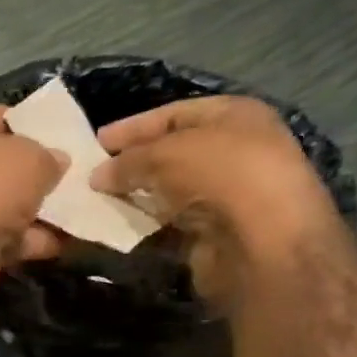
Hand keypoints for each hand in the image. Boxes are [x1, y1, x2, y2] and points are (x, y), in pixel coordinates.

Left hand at [0, 105, 67, 301]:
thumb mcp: (31, 157)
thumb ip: (49, 156)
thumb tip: (57, 161)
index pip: (1, 117)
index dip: (34, 123)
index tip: (66, 135)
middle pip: (6, 165)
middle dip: (41, 173)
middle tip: (81, 176)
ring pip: (10, 204)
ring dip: (43, 210)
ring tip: (84, 209)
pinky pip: (9, 237)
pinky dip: (36, 240)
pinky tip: (71, 241)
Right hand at [92, 96, 341, 307]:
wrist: (263, 243)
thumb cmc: (220, 176)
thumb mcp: (165, 153)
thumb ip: (127, 161)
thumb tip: (98, 176)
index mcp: (235, 116)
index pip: (175, 113)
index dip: (134, 126)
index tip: (97, 142)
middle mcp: (236, 151)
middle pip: (172, 152)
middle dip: (132, 163)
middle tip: (92, 173)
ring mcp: (227, 195)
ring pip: (169, 190)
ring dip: (135, 196)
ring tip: (97, 201)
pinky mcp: (216, 233)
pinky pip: (170, 224)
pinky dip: (145, 225)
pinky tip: (117, 226)